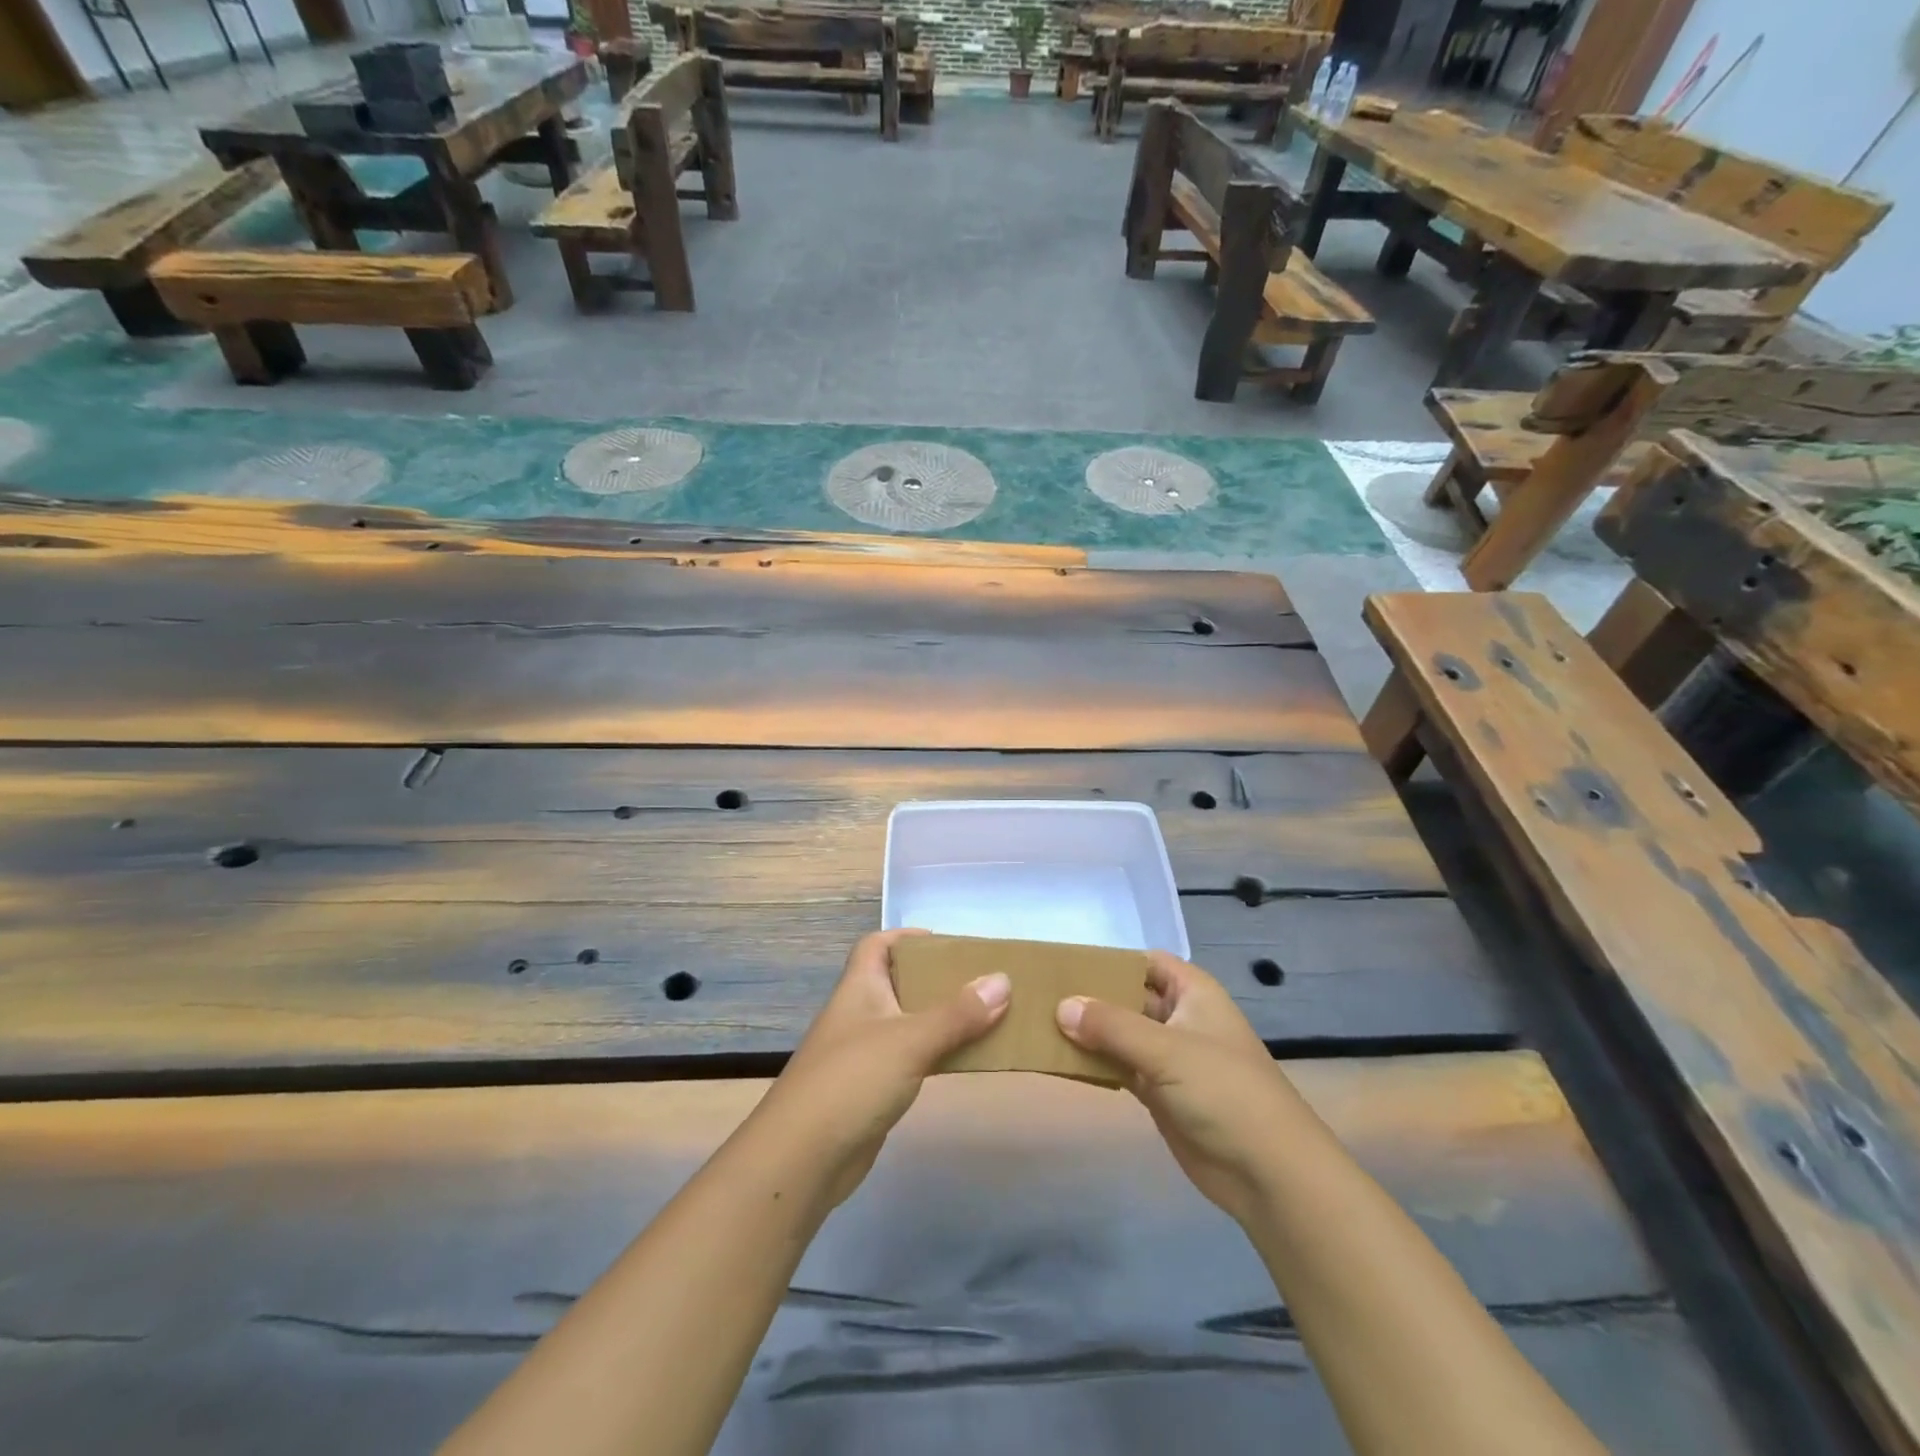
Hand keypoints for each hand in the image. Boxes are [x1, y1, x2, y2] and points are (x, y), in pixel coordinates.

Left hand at [753, 929, 1009, 1208]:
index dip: (906, 937)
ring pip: (908, 1023)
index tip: (946, 944)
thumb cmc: (852, 1081)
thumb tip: (1002, 980)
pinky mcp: (870, 1090)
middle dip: (936, 979)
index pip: (876, 945)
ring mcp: (863, 1054)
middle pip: (898, 983)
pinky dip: (935, 1055)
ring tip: (984, 1017)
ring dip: (941, 1019)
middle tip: (979, 981)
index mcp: (859, 988)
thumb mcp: (910, 1040)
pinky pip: (910, 1060)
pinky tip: (962, 1060)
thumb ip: (957, 1013)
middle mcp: (859, 1014)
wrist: (802, 1159)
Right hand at [1058, 952, 1307, 1225]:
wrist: (1268, 1173)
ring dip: (1087, 1032)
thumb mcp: (1167, 1050)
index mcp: (1192, 992)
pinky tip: (1060, 1060)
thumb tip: (1061, 1006)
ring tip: (1038, 1023)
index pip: (1144, 962)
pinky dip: (1094, 1064)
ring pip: (1119, 1034)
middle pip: (1127, 997)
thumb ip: (1111, 1026)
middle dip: (1090, 996)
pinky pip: (1119, 1067)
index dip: (1109, 960)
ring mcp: (1169, 1058)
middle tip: (1039, 995)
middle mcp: (1179, 1018)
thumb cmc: (1225, 1092)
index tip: (1064, 964)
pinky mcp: (1159, 1093)